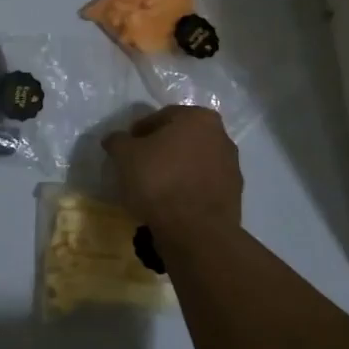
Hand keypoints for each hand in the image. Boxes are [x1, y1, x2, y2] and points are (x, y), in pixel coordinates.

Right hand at [102, 106, 242, 230]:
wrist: (195, 231)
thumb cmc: (159, 181)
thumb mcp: (125, 156)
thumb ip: (118, 141)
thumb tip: (115, 139)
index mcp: (199, 118)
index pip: (162, 117)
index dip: (140, 132)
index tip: (126, 148)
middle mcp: (221, 136)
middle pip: (182, 138)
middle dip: (161, 149)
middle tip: (139, 166)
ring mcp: (232, 166)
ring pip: (194, 162)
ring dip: (176, 169)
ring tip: (154, 188)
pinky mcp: (234, 195)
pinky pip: (203, 185)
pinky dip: (188, 188)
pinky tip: (171, 203)